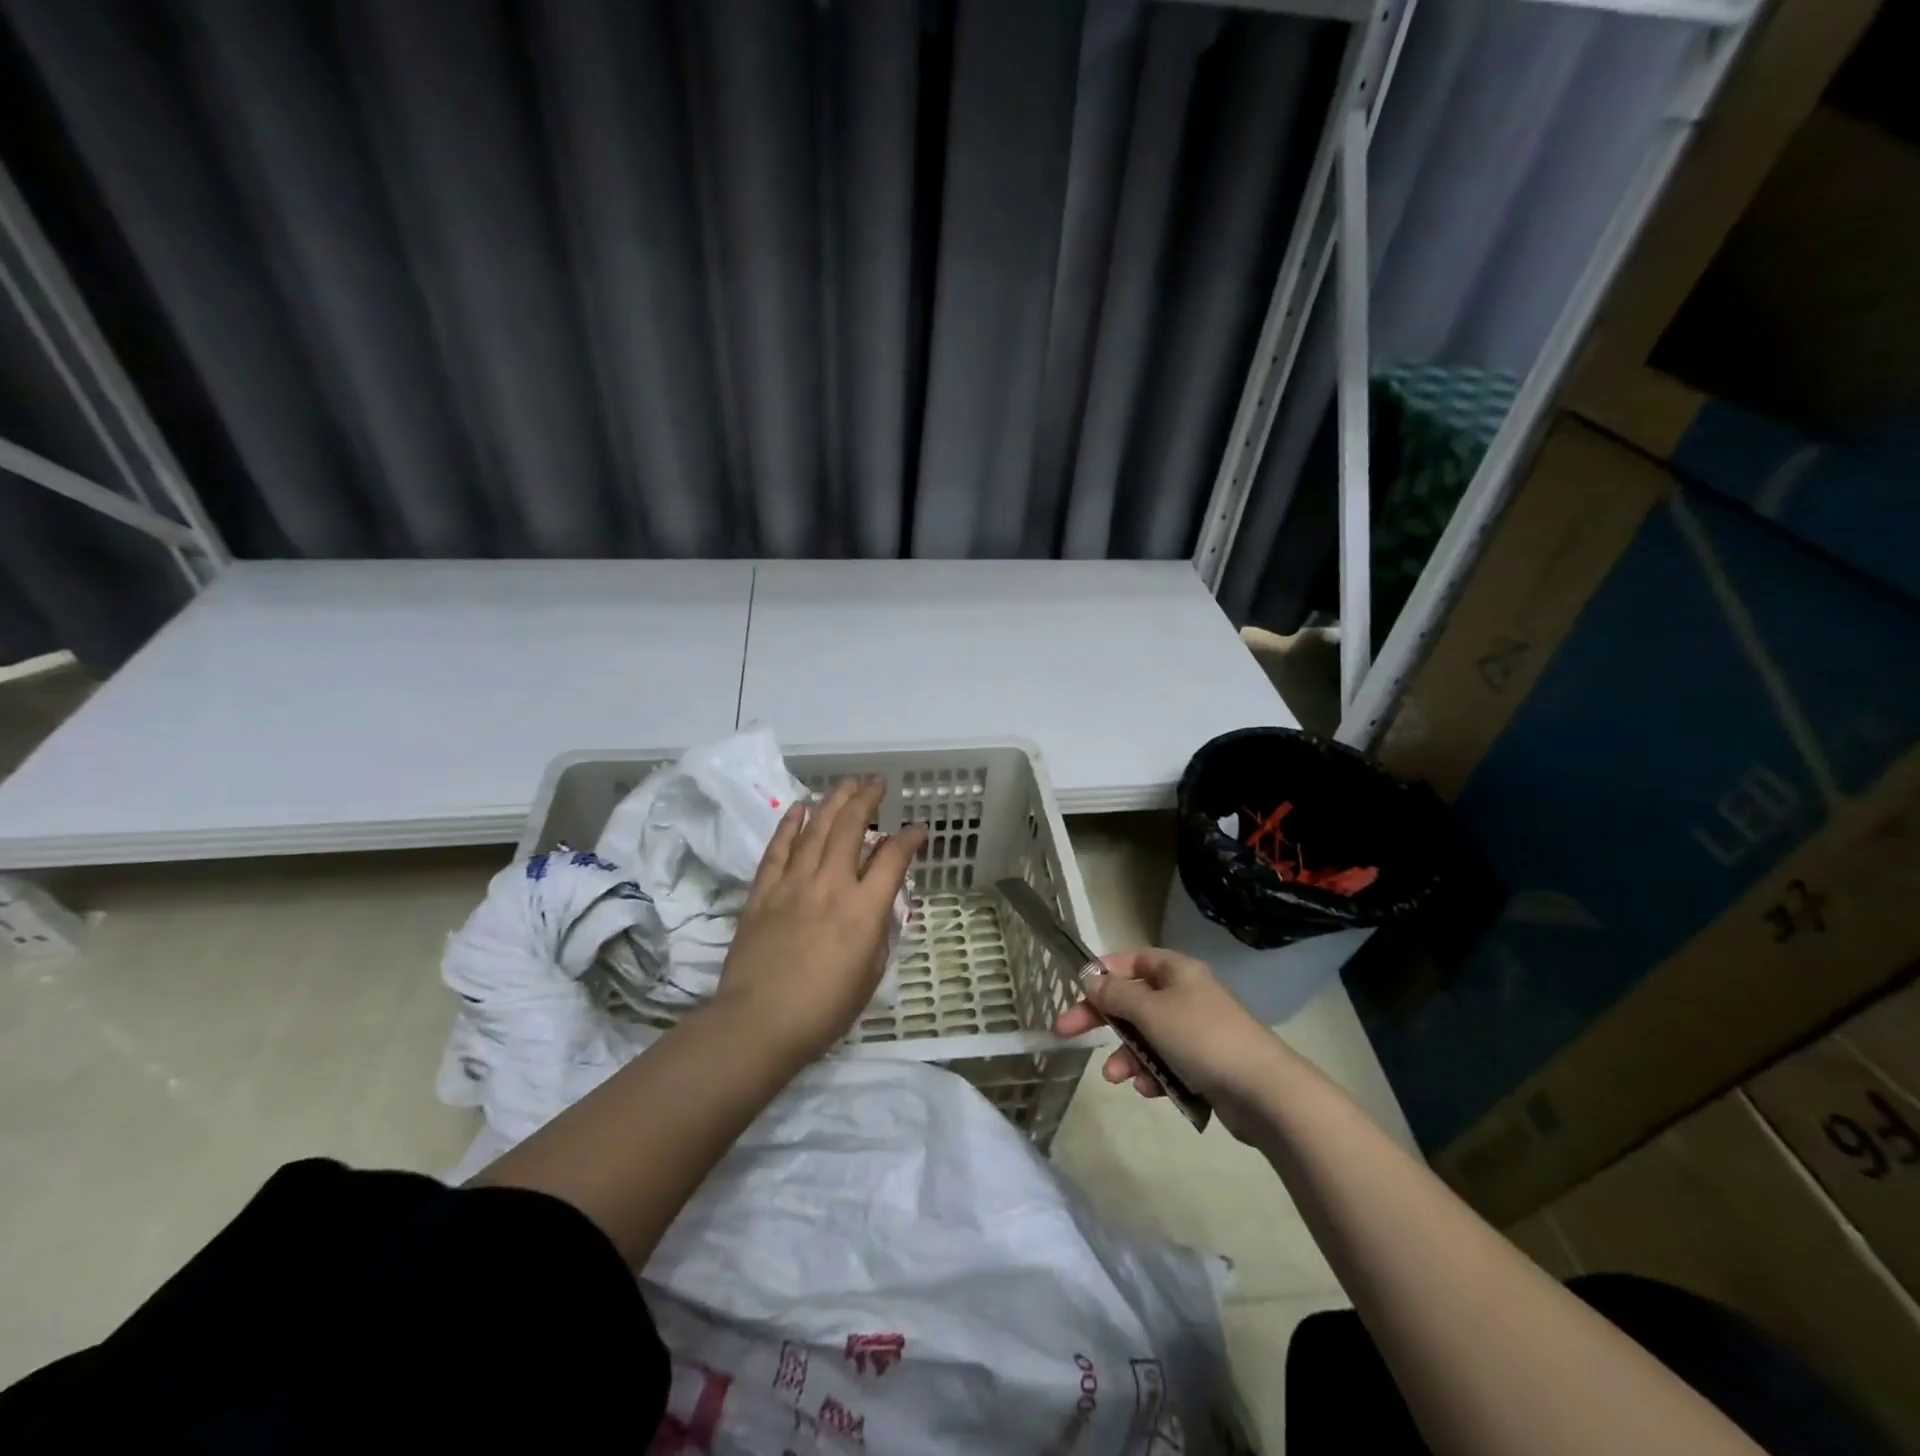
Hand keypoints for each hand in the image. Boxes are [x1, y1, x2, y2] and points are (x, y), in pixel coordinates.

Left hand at [715, 776, 925, 1062]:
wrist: (758, 1023)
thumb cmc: (823, 1010)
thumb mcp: (870, 974)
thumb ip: (878, 931)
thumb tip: (877, 902)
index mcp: (864, 909)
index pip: (894, 859)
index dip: (910, 839)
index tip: (918, 829)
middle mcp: (831, 885)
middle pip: (851, 827)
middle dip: (867, 798)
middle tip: (877, 783)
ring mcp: (793, 884)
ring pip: (816, 829)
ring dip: (833, 801)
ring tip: (846, 784)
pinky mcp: (763, 892)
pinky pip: (778, 849)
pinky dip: (790, 824)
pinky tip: (800, 808)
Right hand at [1054, 948, 1290, 1142]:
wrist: (1264, 1092)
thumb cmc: (1201, 1038)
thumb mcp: (1150, 1011)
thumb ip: (1116, 994)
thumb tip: (1090, 977)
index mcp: (1176, 971)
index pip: (1130, 961)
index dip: (1102, 974)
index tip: (1076, 993)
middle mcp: (1186, 995)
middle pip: (1133, 1001)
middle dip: (1104, 1020)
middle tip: (1067, 1033)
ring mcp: (1196, 1031)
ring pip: (1147, 1036)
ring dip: (1127, 1055)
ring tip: (1116, 1078)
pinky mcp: (1205, 1065)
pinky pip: (1166, 1063)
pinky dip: (1153, 1074)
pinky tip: (1149, 1091)